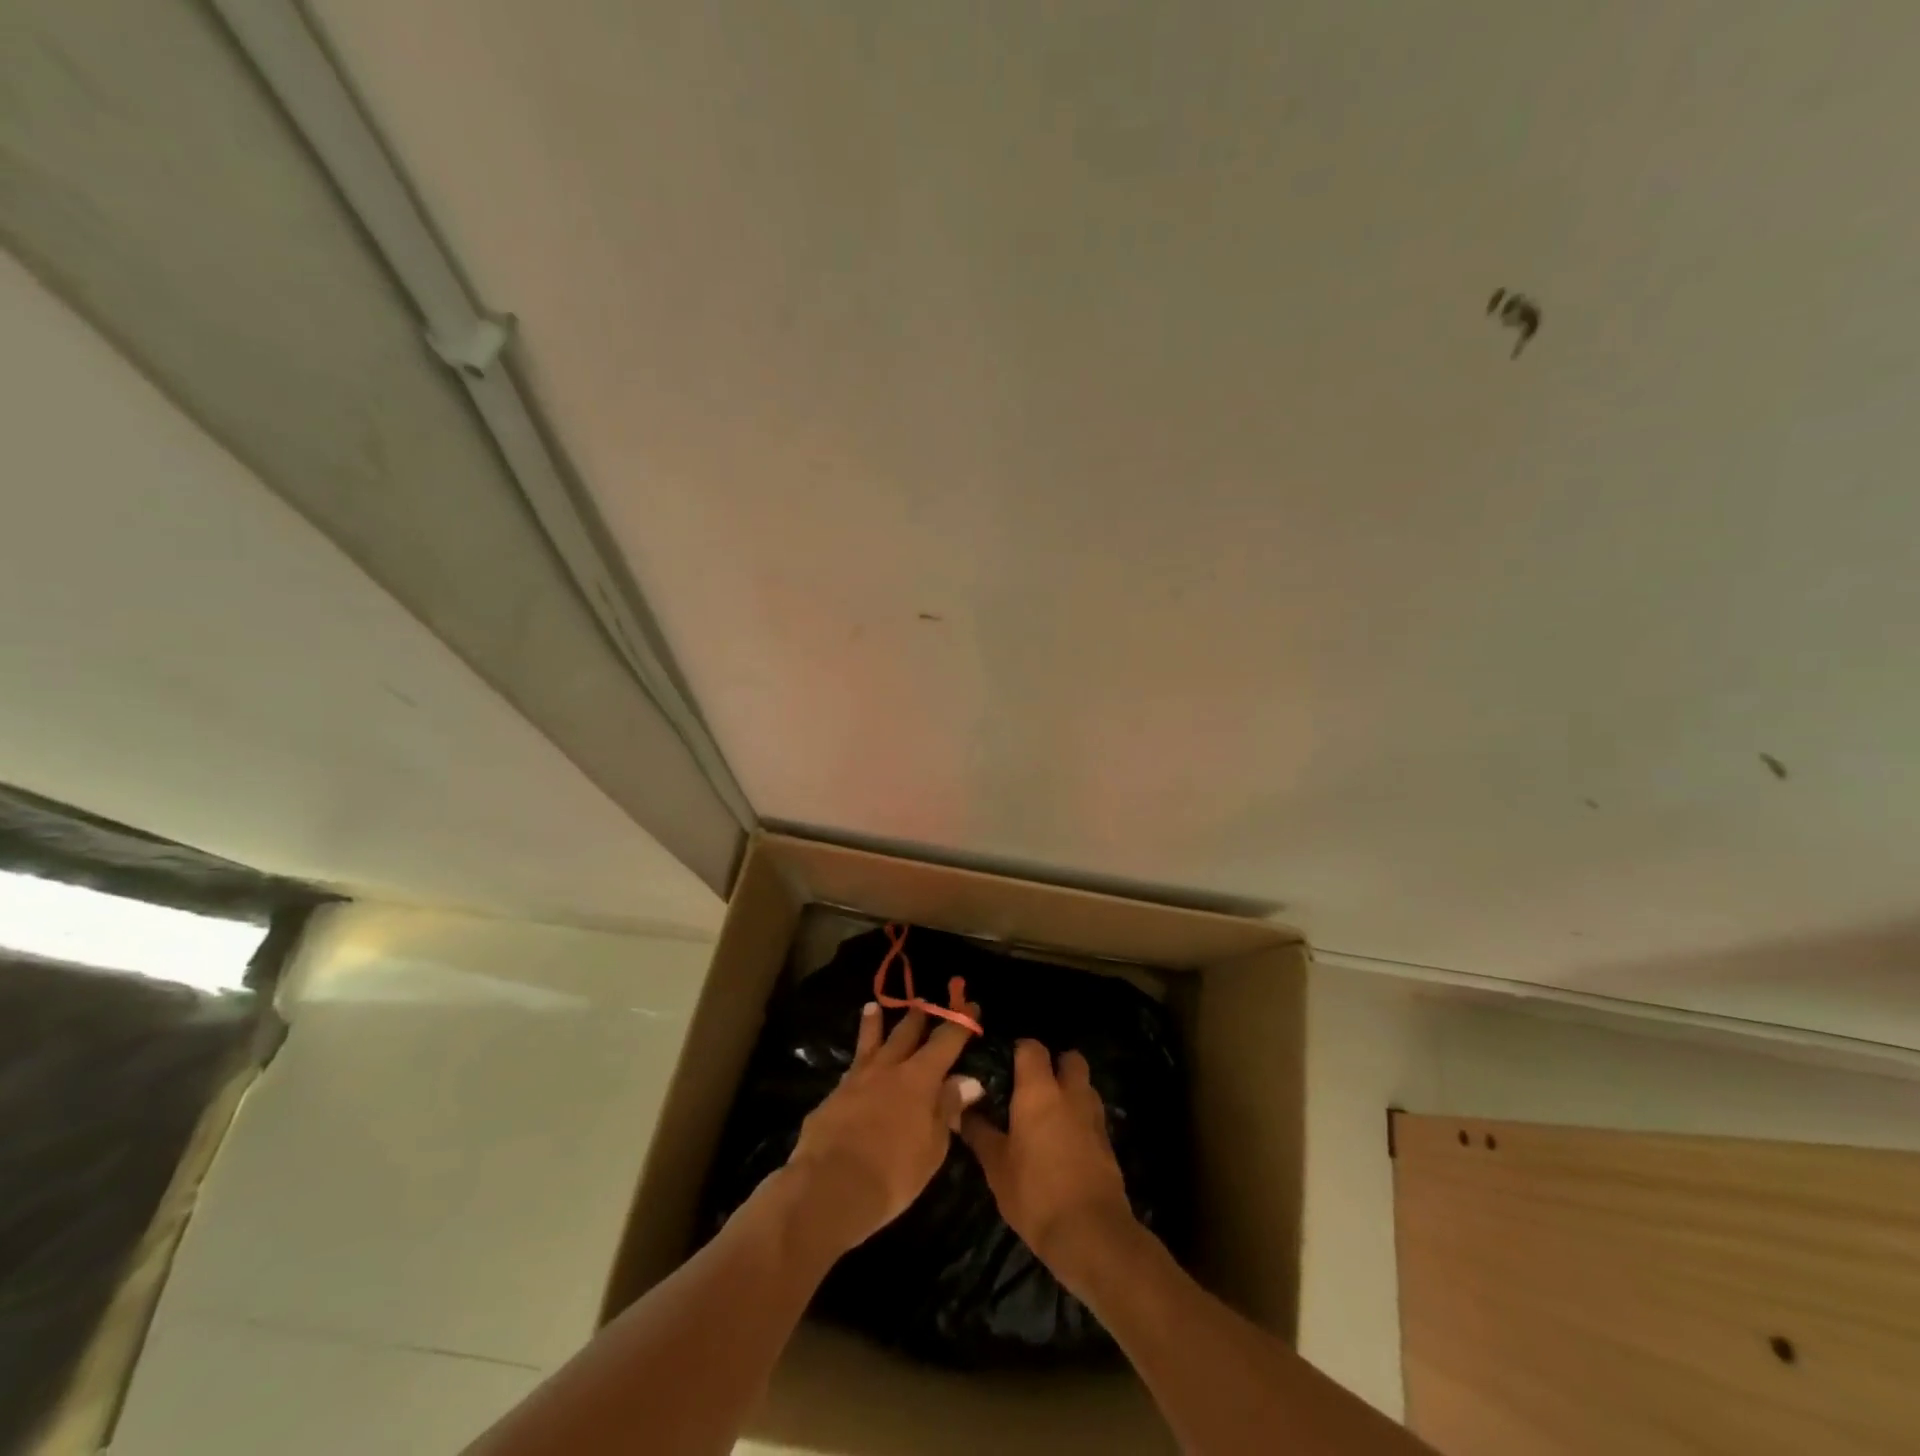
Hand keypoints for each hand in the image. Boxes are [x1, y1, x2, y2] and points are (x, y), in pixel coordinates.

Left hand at [783, 1002, 982, 1256]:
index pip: (945, 1041)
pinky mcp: (833, 1097)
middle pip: (905, 1033)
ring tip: (873, 1007)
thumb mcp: (933, 1147)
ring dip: (874, 1024)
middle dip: (918, 1016)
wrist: (831, 1186)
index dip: (960, 1023)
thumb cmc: (894, 1173)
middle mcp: (888, 1068)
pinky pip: (850, 1071)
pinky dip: (856, 1063)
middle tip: (924, 1002)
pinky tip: (854, 1067)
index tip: (972, 1007)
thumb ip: (948, 1109)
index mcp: (919, 1078)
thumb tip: (969, 1081)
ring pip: (869, 1043)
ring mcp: (857, 1080)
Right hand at [960, 1041, 1137, 1290]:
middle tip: (1031, 1087)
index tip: (1003, 1066)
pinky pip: (1092, 1115)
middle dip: (1054, 1064)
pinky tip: (1064, 1142)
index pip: (1032, 1047)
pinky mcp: (1108, 1142)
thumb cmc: (1035, 1193)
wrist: (1091, 1233)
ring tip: (1048, 1115)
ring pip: (1084, 1085)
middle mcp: (1070, 1093)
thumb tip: (960, 1110)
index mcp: (1039, 1090)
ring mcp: (1093, 1116)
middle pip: (1069, 1058)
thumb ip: (979, 1132)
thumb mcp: (996, 1166)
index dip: (1018, 1050)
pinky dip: (1080, 1119)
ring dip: (1070, 1091)